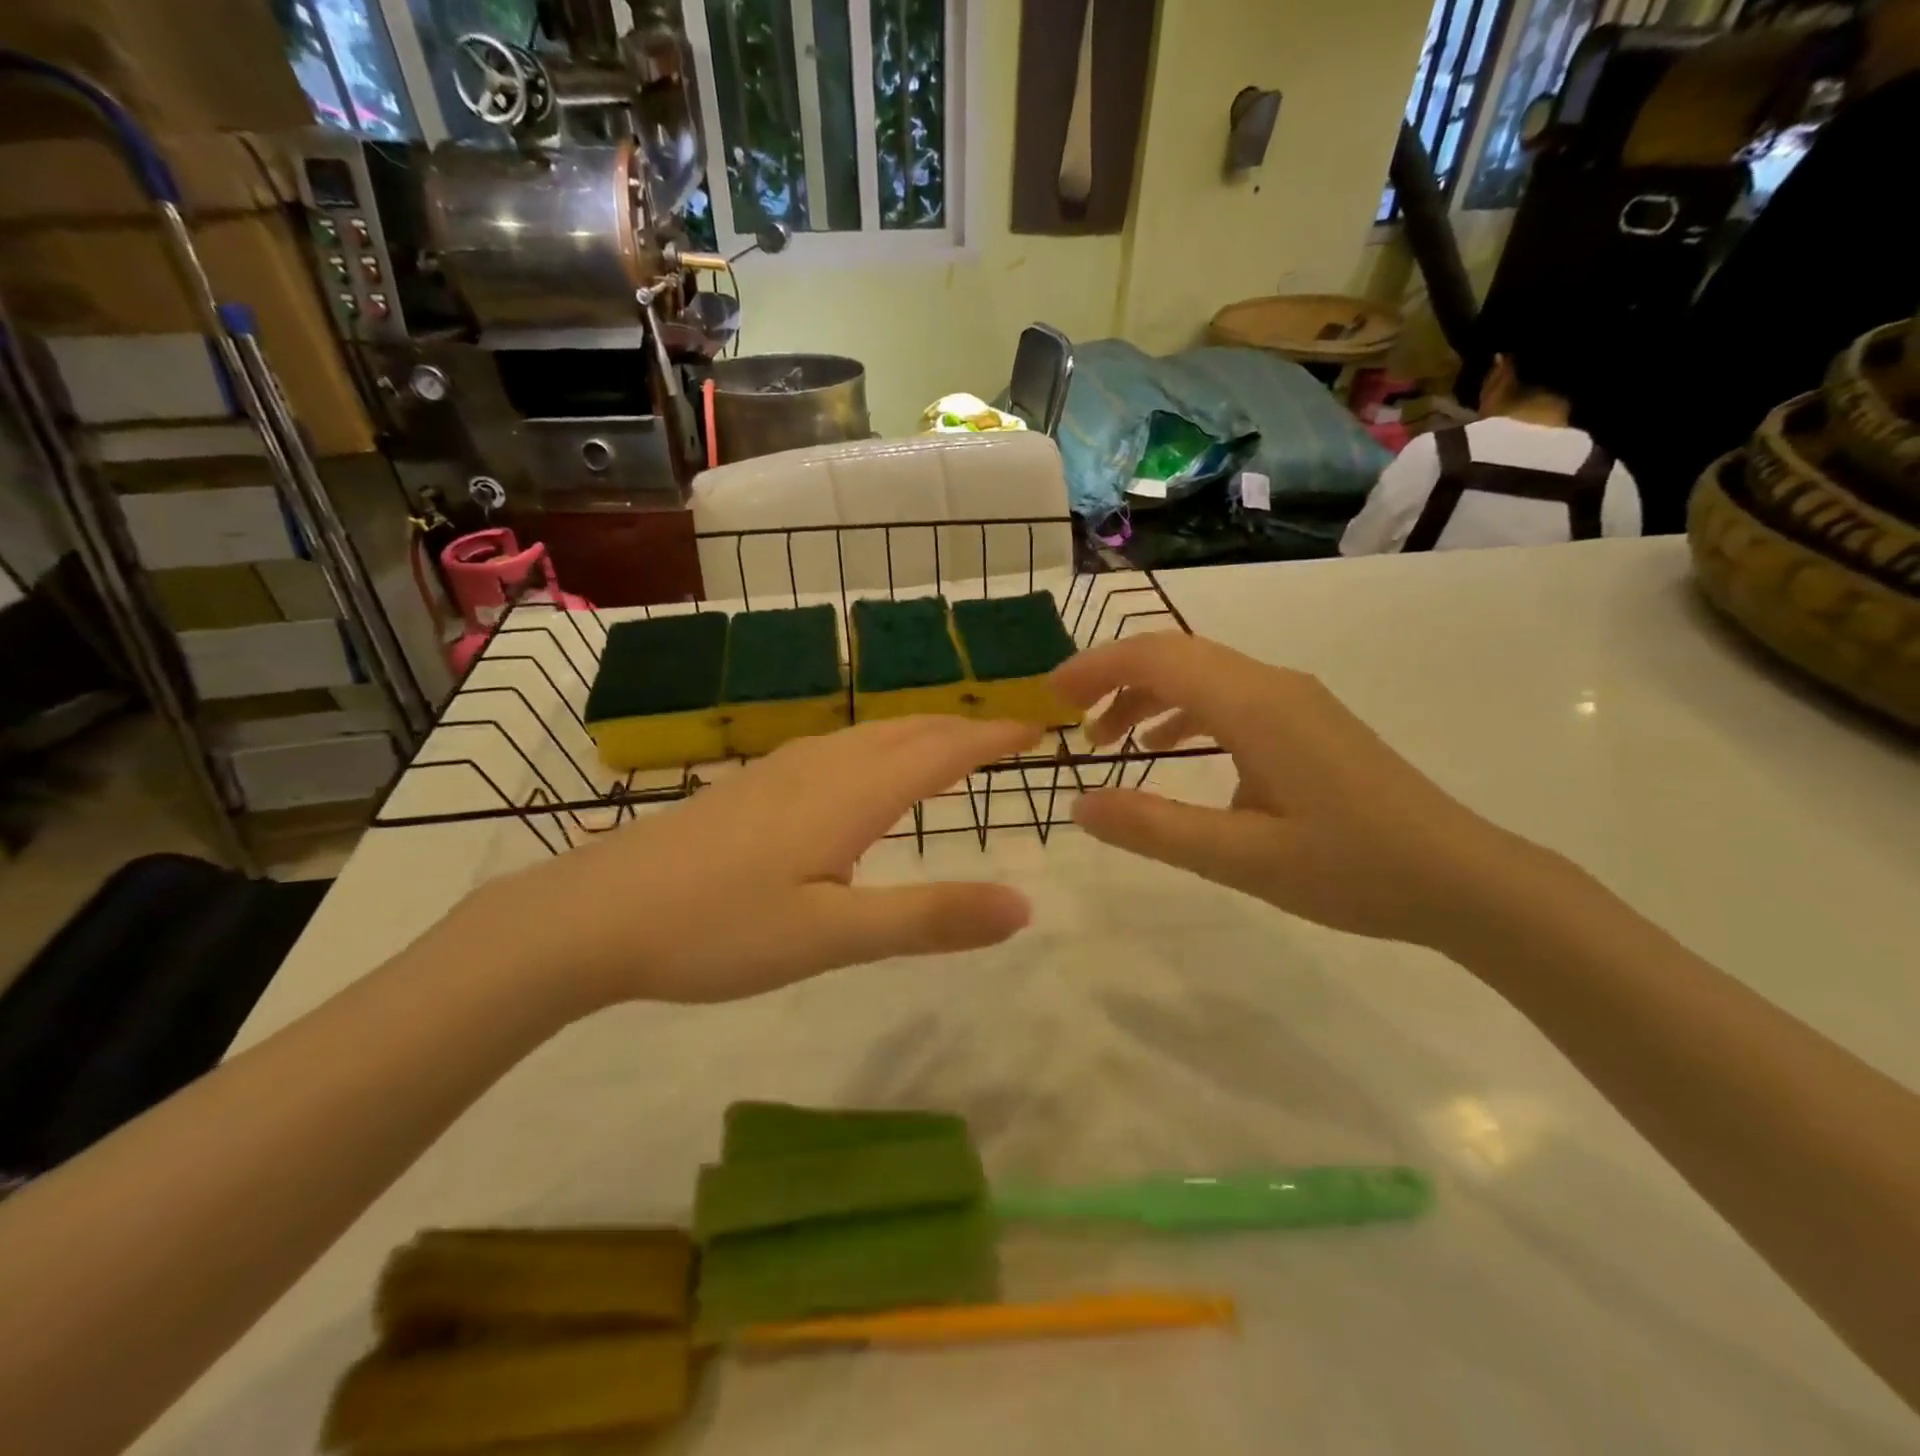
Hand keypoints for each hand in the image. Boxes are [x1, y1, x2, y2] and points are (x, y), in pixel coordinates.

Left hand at [478, 717, 1038, 1008]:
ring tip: (950, 747)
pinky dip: (879, 746)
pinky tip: (864, 772)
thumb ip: (929, 919)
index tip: (1038, 727)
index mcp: (851, 794)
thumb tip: (1024, 906)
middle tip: (1005, 735)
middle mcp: (821, 766)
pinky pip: (837, 748)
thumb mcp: (832, 937)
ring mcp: (780, 771)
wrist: (594, 915)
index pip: (941, 750)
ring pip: (868, 734)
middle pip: (907, 730)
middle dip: (963, 728)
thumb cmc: (718, 928)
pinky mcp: (752, 787)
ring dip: (920, 733)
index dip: (993, 736)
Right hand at [1051, 633, 1537, 946]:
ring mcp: (1295, 700)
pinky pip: (1229, 696)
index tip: (1048, 696)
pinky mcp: (1307, 721)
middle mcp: (1273, 685)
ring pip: (1202, 674)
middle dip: (1112, 678)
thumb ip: (1155, 828)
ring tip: (1108, 742)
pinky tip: (1169, 750)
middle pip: (1175, 655)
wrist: (1464, 879)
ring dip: (1147, 696)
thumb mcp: (1241, 859)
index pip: (1157, 657)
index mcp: (1255, 706)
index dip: (1095, 667)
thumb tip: (1079, 805)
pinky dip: (1184, 712)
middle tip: (1067, 720)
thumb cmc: (1353, 869)